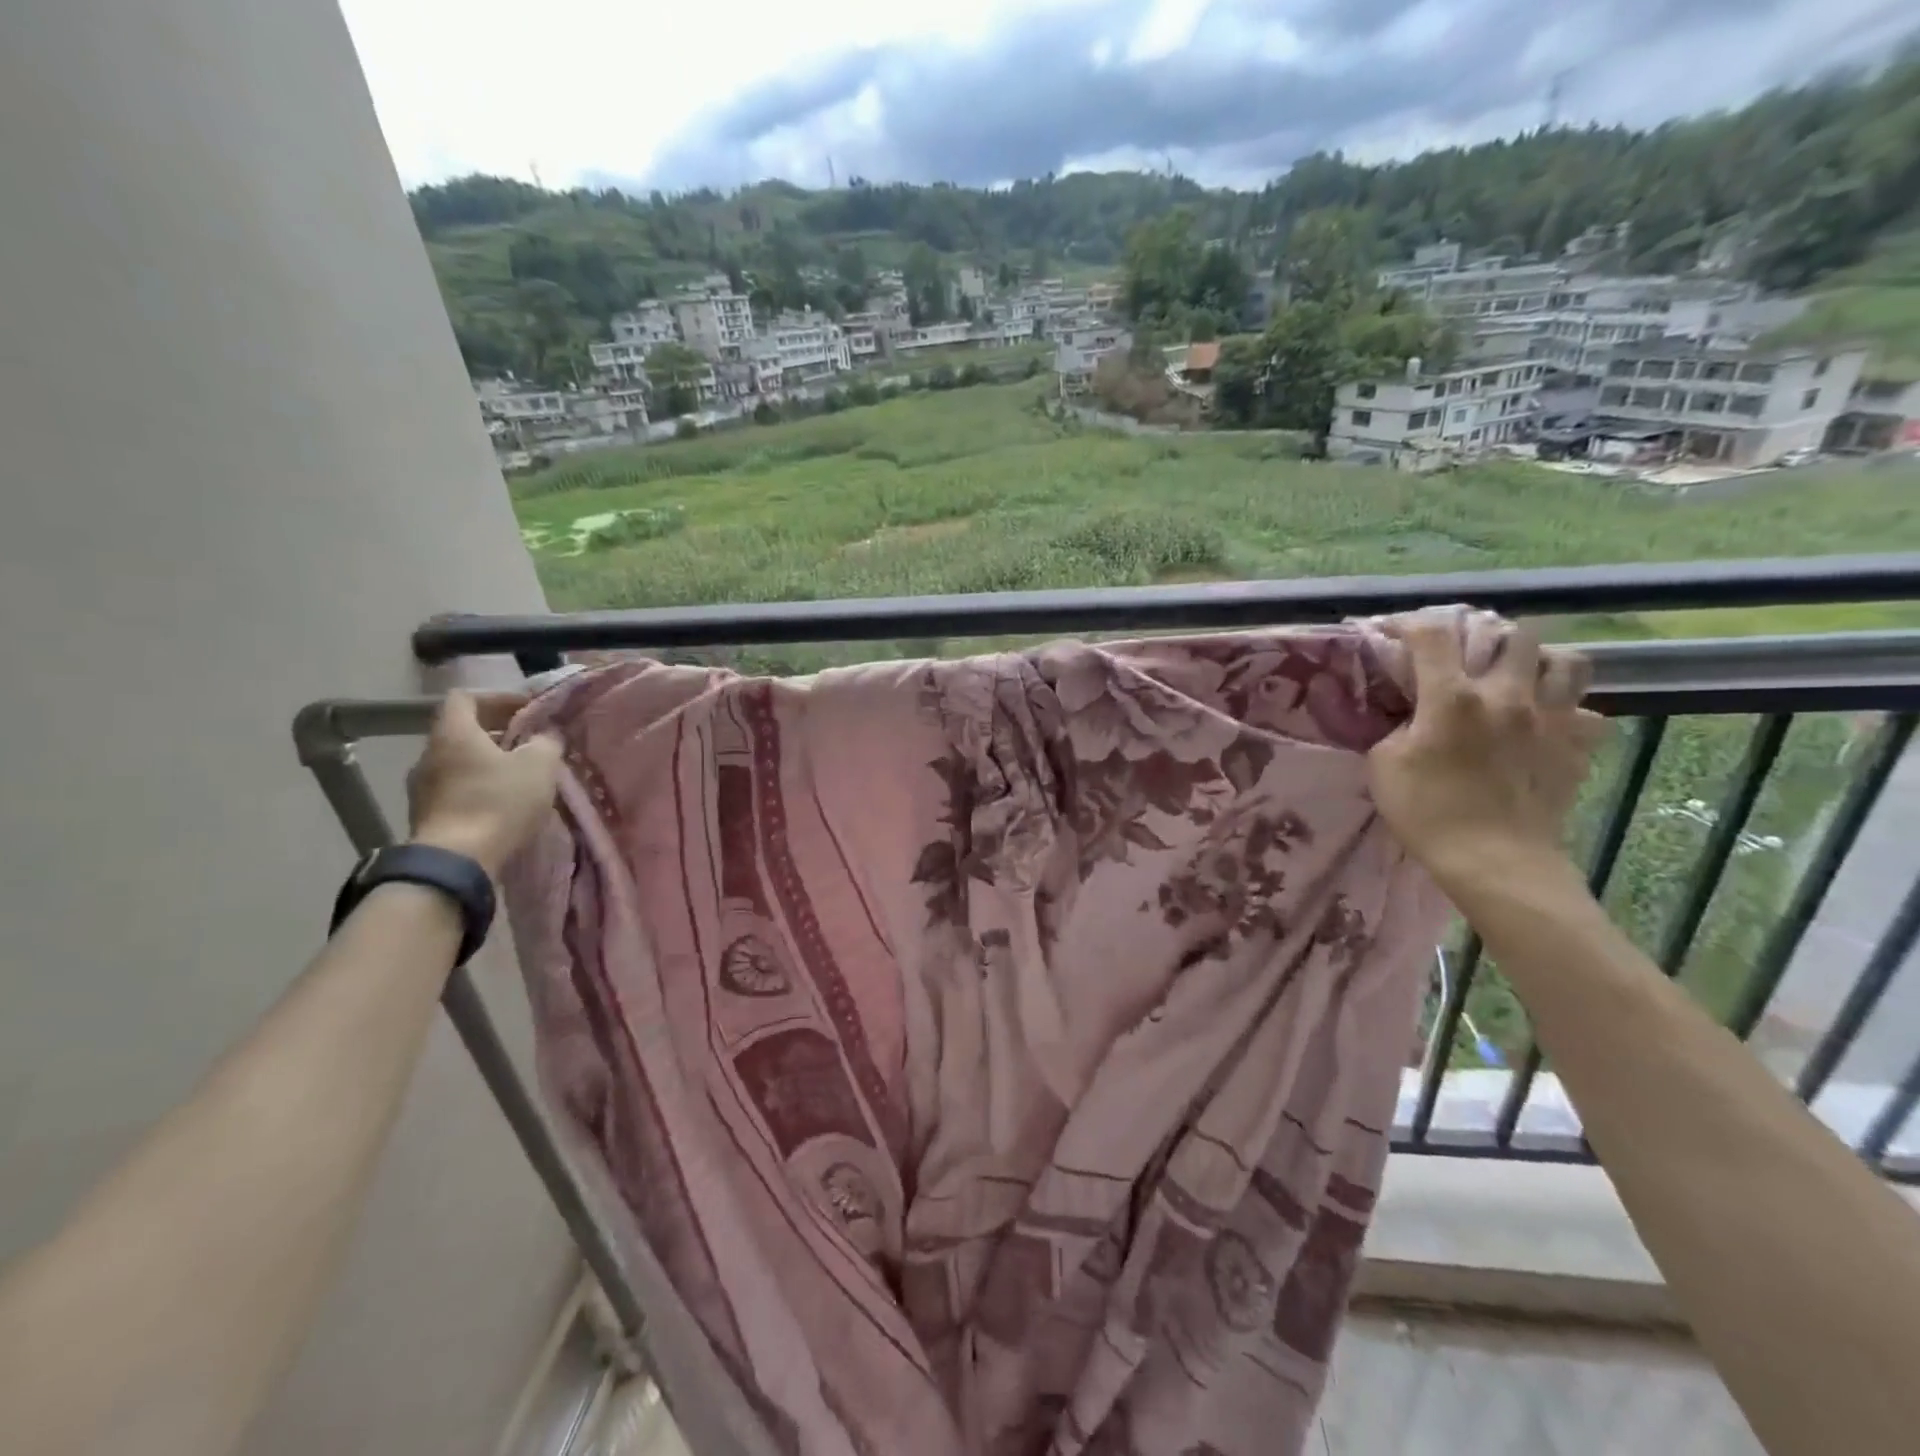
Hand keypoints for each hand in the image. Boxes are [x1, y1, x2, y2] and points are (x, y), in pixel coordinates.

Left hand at [406, 691, 561, 875]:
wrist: (457, 861)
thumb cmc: (499, 802)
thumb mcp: (539, 765)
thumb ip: (546, 742)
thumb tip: (546, 735)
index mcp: (454, 733)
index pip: (466, 697)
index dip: (498, 698)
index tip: (527, 710)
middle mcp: (429, 754)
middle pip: (462, 731)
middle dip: (498, 733)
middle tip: (531, 743)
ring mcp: (422, 787)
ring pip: (459, 762)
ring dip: (488, 762)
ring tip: (520, 776)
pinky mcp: (426, 815)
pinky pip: (455, 789)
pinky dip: (478, 787)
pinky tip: (503, 803)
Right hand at [1368, 615, 1606, 894]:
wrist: (1495, 861)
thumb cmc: (1428, 812)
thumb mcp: (1384, 764)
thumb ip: (1397, 725)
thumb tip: (1410, 711)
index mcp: (1453, 697)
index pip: (1432, 634)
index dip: (1408, 622)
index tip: (1392, 630)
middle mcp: (1508, 695)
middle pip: (1512, 633)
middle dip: (1486, 636)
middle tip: (1467, 655)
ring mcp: (1552, 718)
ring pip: (1565, 659)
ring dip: (1538, 661)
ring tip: (1517, 677)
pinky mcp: (1578, 746)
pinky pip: (1587, 710)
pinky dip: (1567, 709)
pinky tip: (1545, 723)